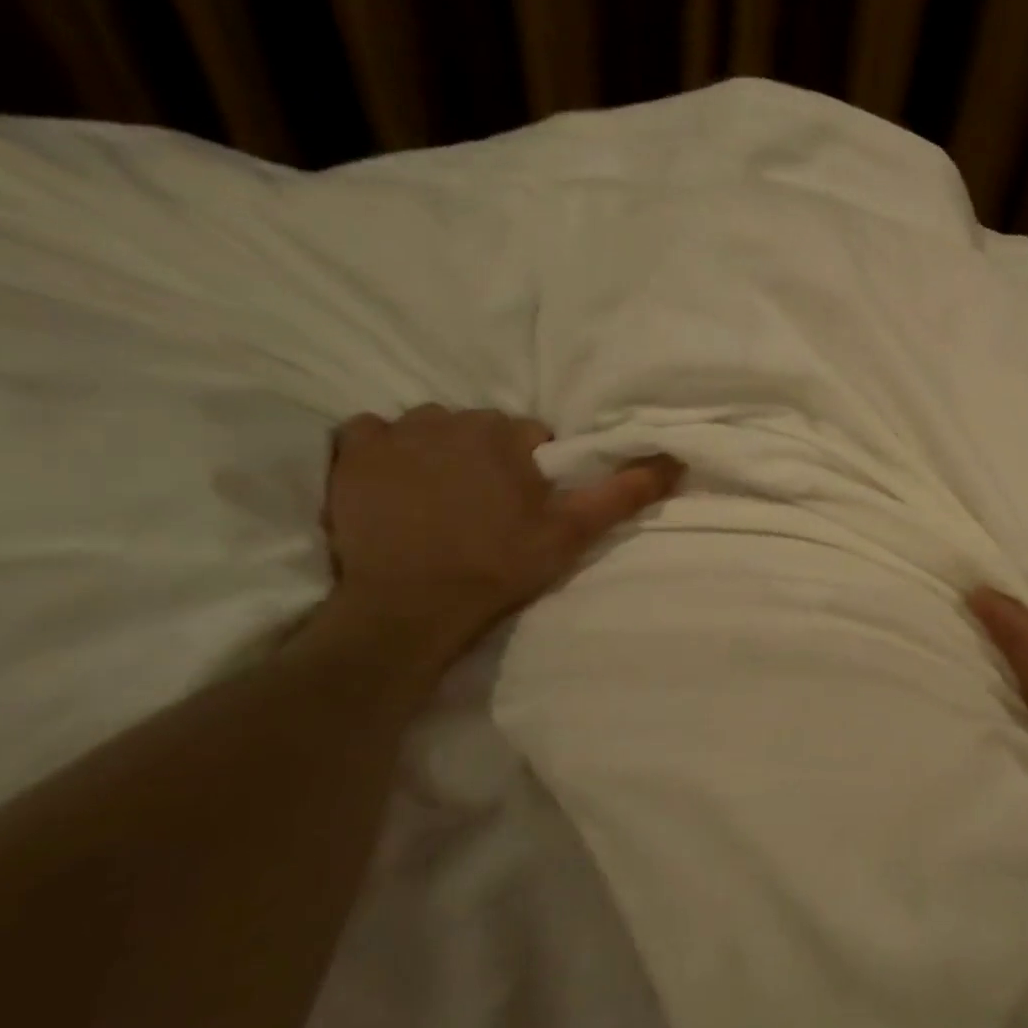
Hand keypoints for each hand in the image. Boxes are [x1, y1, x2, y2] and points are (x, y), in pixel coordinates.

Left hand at [324, 404, 680, 654]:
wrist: (410, 608)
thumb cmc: (498, 567)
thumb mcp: (573, 533)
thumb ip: (624, 492)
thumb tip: (676, 460)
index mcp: (503, 433)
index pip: (531, 436)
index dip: (534, 471)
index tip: (527, 508)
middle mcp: (448, 420)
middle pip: (480, 430)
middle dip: (488, 459)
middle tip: (487, 509)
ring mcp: (393, 435)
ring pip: (430, 430)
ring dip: (439, 453)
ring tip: (441, 501)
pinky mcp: (351, 455)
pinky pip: (372, 434)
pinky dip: (385, 453)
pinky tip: (395, 486)